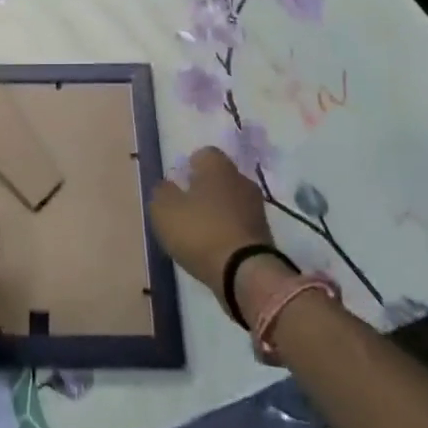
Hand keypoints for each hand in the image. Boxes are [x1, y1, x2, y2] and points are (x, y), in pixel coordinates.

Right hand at [150, 147, 286, 317]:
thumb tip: (167, 186)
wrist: (246, 274)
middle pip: (220, 178)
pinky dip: (228, 233)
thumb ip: (162, 192)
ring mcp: (257, 208)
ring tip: (199, 233)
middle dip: (205, 189)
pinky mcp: (265, 235)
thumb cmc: (200, 232)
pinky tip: (214, 249)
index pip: (204, 154)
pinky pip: (240, 226)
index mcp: (218, 166)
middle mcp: (242, 180)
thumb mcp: (164, 210)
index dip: (189, 167)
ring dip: (218, 213)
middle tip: (186, 208)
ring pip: (232, 202)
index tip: (178, 185)